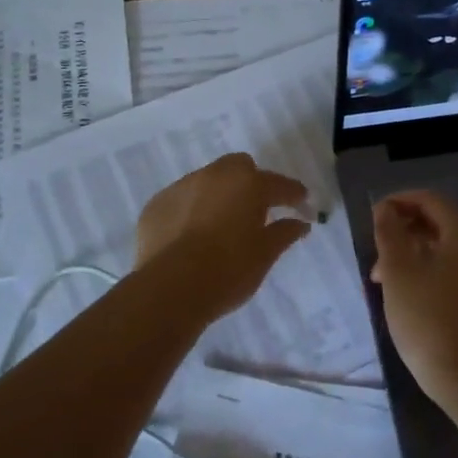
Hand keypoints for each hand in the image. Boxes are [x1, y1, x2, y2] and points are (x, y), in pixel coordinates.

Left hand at [135, 153, 312, 321]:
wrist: (171, 289)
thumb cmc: (228, 271)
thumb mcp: (265, 255)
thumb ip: (284, 233)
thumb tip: (300, 223)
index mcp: (248, 184)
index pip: (279, 184)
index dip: (294, 195)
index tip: (302, 205)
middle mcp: (214, 175)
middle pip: (239, 167)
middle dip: (251, 182)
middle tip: (257, 210)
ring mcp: (181, 187)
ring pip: (207, 181)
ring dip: (218, 195)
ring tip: (220, 225)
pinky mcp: (156, 204)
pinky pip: (181, 200)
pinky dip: (191, 211)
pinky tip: (191, 236)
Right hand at [370, 190, 457, 409]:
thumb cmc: (430, 320)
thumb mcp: (399, 273)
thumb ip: (389, 233)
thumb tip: (386, 209)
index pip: (430, 199)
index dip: (398, 203)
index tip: (373, 218)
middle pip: (442, 222)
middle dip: (406, 233)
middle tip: (377, 257)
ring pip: (451, 248)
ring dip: (418, 254)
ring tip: (388, 281)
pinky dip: (437, 269)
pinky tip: (415, 292)